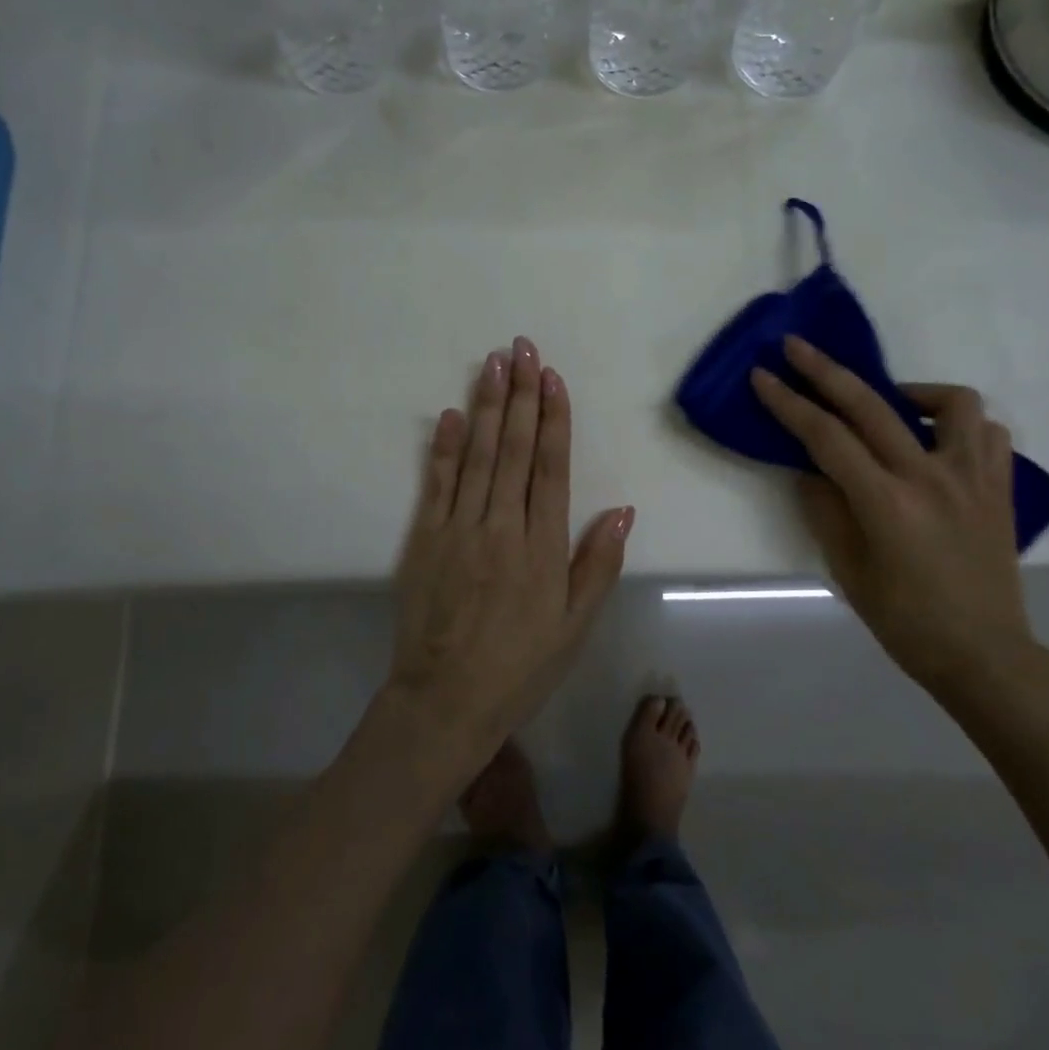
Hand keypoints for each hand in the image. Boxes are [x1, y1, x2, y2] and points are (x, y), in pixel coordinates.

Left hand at [393, 338, 633, 764]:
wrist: (445, 701)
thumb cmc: (520, 665)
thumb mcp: (575, 626)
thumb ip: (598, 565)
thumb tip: (624, 510)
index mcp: (542, 546)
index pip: (550, 467)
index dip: (553, 419)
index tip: (552, 378)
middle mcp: (502, 526)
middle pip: (512, 449)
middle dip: (520, 395)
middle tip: (522, 348)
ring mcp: (459, 529)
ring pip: (475, 456)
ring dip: (485, 407)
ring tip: (492, 364)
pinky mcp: (424, 539)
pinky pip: (435, 484)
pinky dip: (442, 447)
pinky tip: (449, 414)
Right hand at [751, 336, 1034, 697]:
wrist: (985, 654)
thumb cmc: (906, 622)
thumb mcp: (848, 570)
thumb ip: (826, 510)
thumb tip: (812, 470)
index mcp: (887, 503)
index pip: (826, 437)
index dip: (789, 403)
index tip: (762, 375)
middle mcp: (931, 477)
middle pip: (871, 405)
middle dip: (825, 371)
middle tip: (796, 347)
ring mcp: (972, 478)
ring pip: (950, 402)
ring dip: (911, 391)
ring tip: (891, 405)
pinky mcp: (1000, 487)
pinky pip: (987, 433)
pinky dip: (958, 424)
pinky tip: (936, 440)